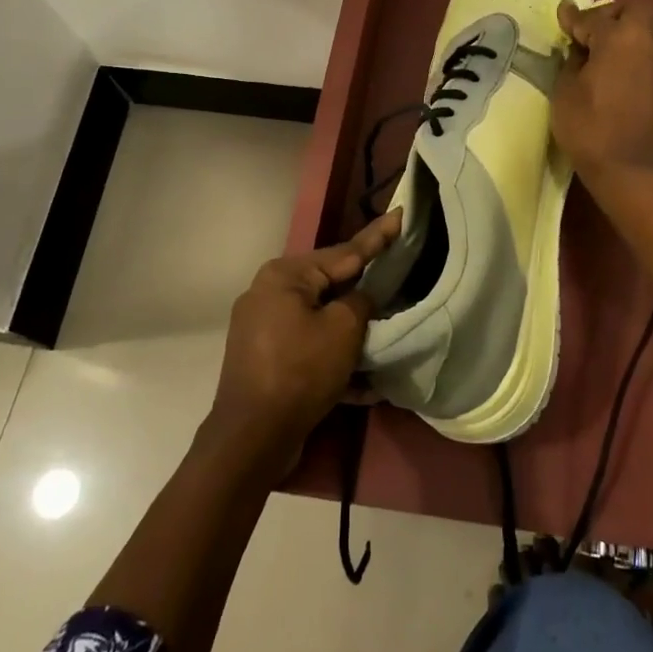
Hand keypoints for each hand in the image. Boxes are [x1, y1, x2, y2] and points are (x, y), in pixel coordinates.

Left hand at [209, 211, 401, 473]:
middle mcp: (268, 293)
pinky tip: (365, 383)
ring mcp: (263, 327)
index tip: (400, 214)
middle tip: (398, 277)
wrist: (252, 437)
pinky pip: (309, 348)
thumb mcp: (344, 329)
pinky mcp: (265, 359)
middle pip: (330, 285)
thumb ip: (360, 301)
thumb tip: (361, 298)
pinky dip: (333, 359)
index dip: (377, 237)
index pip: (343, 252)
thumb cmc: (301, 371)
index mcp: (285, 275)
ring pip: (321, 319)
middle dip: (364, 290)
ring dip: (351, 333)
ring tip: (385, 335)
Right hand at [551, 0, 652, 183]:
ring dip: (629, 30)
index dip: (574, 18)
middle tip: (589, 33)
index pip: (594, 17)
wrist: (634, 172)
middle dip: (609, 15)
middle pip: (633, 9)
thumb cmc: (591, 130)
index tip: (562, 15)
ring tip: (606, 50)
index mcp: (622, 36)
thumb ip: (572, 59)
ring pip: (650, 27)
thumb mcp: (566, 91)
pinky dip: (640, 49)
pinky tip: (623, 66)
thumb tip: (580, 46)